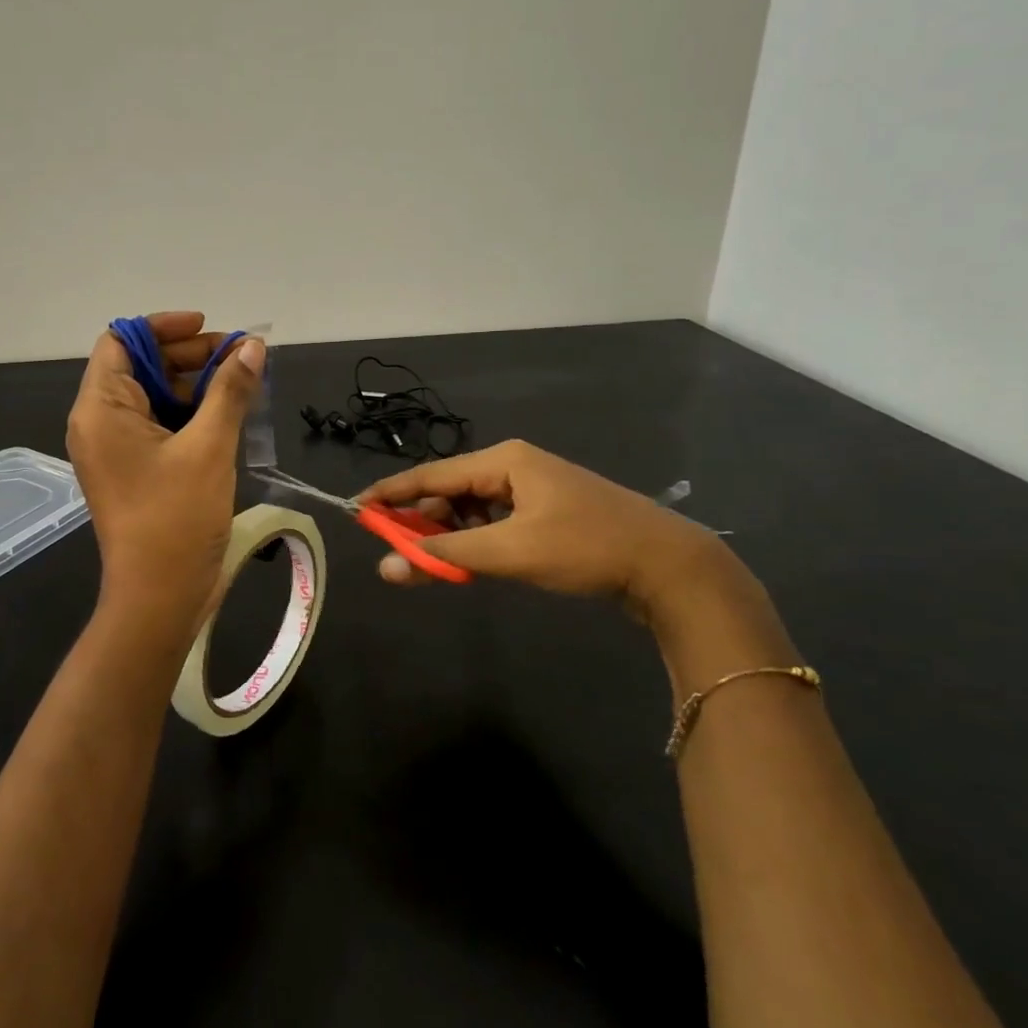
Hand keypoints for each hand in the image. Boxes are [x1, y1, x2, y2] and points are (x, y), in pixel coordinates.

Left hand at [66, 312, 264, 640]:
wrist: (159, 599)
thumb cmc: (177, 519)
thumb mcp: (209, 447)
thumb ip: (230, 390)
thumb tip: (253, 347)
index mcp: (101, 409)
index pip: (121, 342)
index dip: (163, 328)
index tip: (209, 328)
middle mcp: (100, 422)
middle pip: (140, 366)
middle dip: (189, 355)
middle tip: (240, 357)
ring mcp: (117, 449)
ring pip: (155, 396)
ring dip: (196, 384)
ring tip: (243, 382)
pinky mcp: (136, 470)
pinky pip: (161, 425)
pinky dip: (192, 413)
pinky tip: (230, 413)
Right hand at [359, 440, 740, 625]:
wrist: (670, 566)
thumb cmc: (586, 547)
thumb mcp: (510, 552)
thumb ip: (445, 556)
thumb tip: (386, 567)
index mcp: (504, 460)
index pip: (431, 474)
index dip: (392, 494)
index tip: (357, 509)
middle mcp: (514, 466)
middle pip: (451, 490)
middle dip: (422, 519)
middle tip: (395, 549)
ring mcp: (534, 489)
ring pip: (473, 508)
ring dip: (450, 533)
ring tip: (430, 561)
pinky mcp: (548, 512)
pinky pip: (495, 520)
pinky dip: (476, 539)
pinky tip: (470, 560)